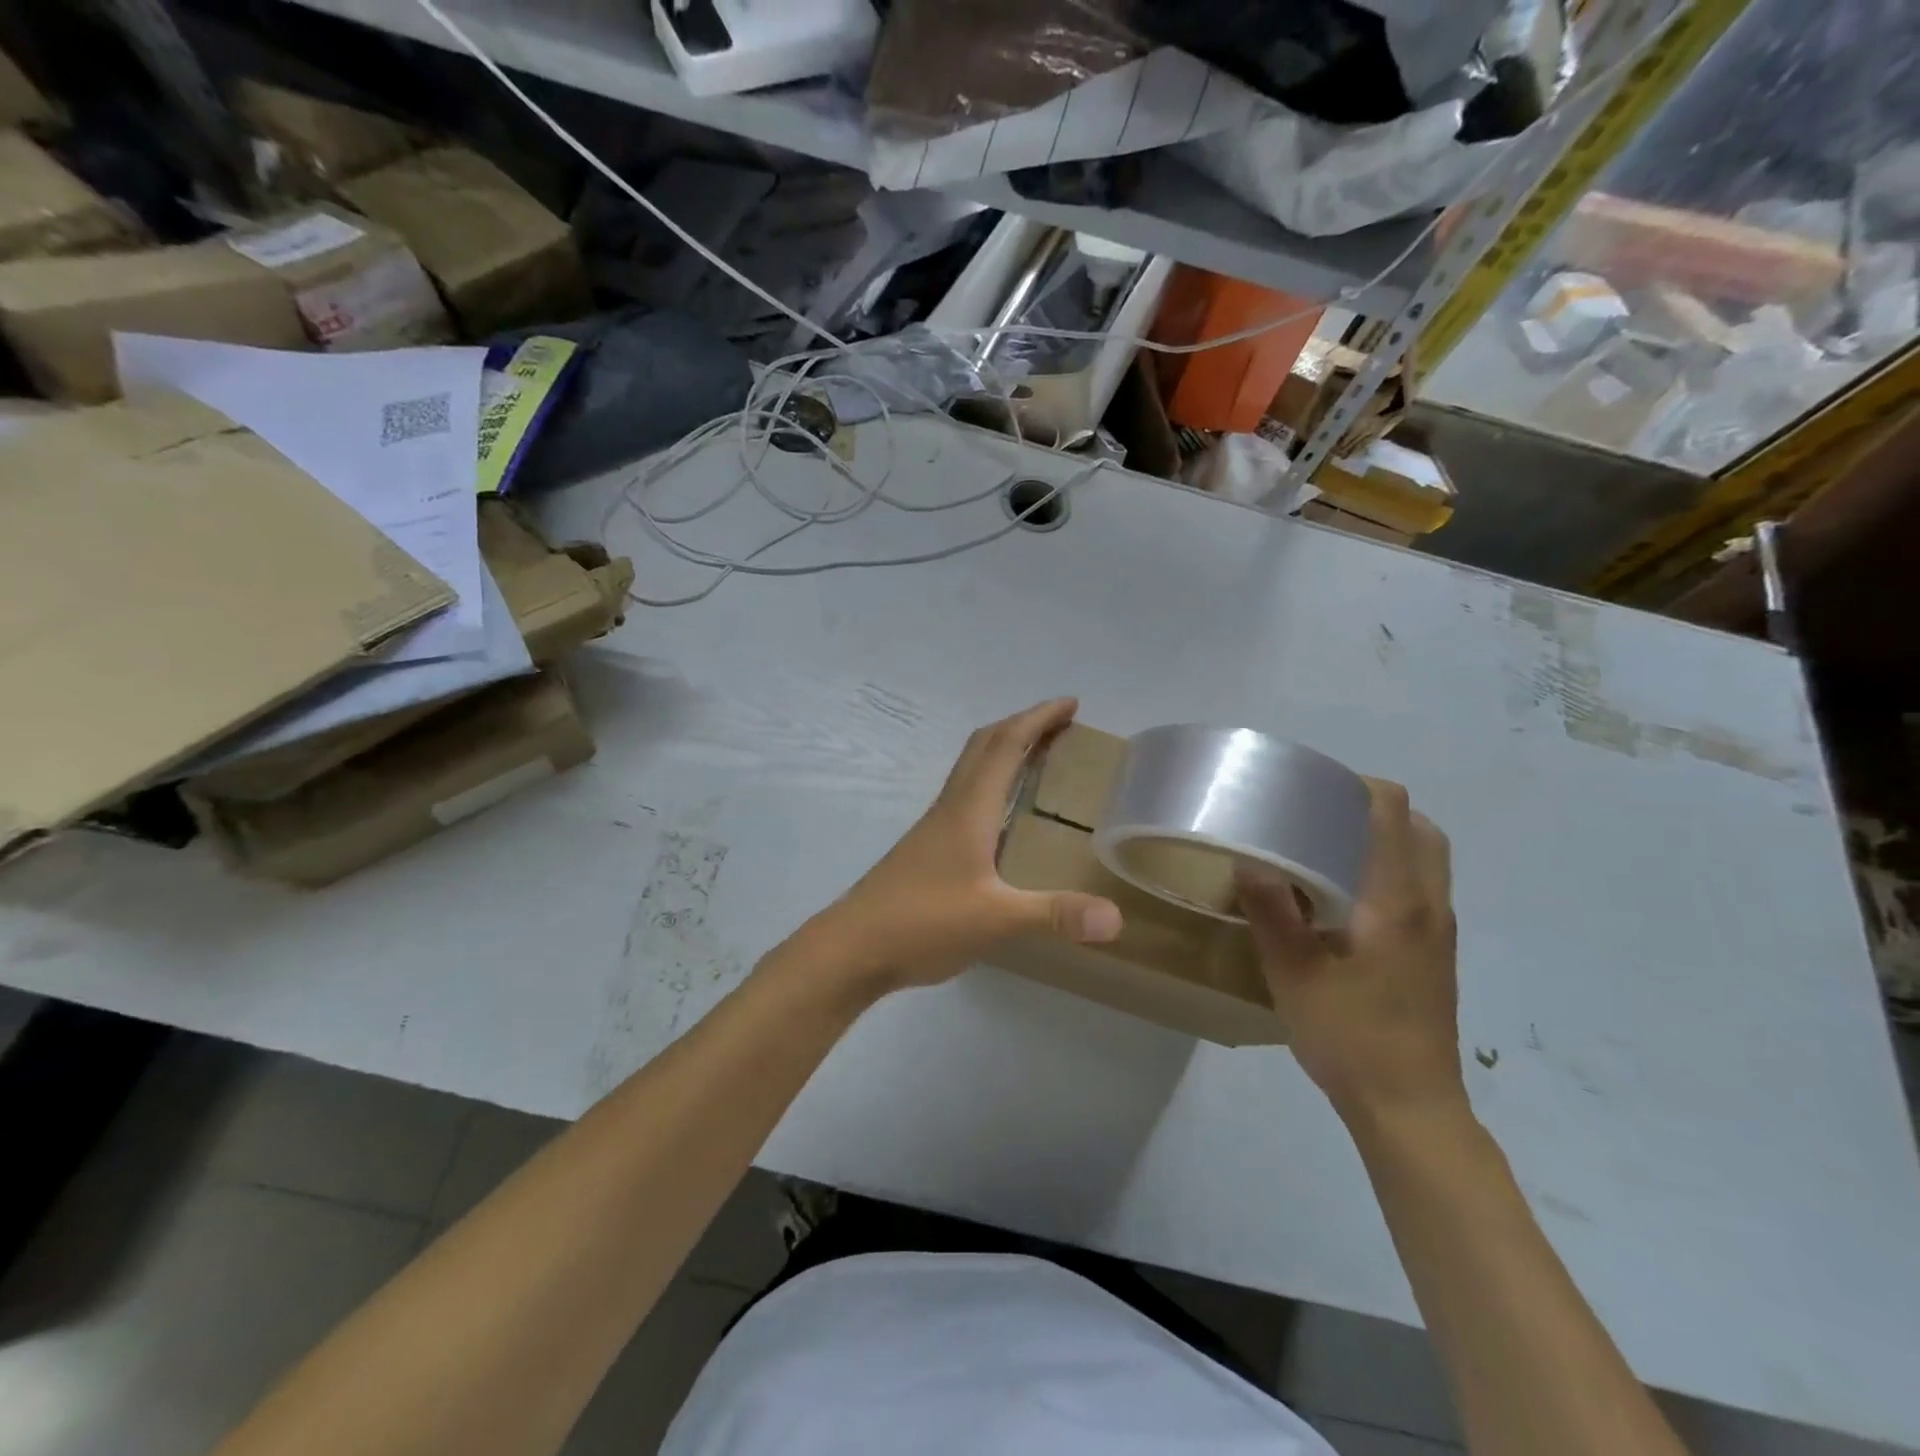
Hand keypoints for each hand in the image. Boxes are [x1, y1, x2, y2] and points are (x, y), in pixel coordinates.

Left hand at [818, 698, 1122, 990]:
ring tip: (1040, 758)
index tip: (1071, 704)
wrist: (853, 947)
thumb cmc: (922, 922)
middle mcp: (951, 807)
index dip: (1038, 719)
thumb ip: (1054, 914)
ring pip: (972, 770)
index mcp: (969, 809)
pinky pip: (967, 796)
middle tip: (1062, 724)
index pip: (1006, 745)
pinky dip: (992, 784)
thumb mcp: (995, 919)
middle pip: (985, 746)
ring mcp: (935, 827)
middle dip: (1023, 725)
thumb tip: (1116, 917)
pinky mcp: (928, 848)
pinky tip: (1004, 816)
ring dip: (1005, 751)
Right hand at [1235, 779, 1462, 1122]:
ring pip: (1425, 859)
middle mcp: (1429, 905)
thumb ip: (1272, 911)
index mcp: (1398, 901)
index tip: (1312, 787)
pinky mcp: (1435, 953)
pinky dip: (1388, 870)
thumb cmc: (1350, 1036)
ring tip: (1326, 848)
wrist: (1409, 1107)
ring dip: (1384, 839)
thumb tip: (1248, 861)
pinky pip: (1419, 887)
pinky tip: (1342, 897)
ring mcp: (1439, 931)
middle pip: (1420, 828)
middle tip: (1318, 814)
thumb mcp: (1294, 973)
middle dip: (1374, 809)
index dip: (1357, 786)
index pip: (1393, 813)